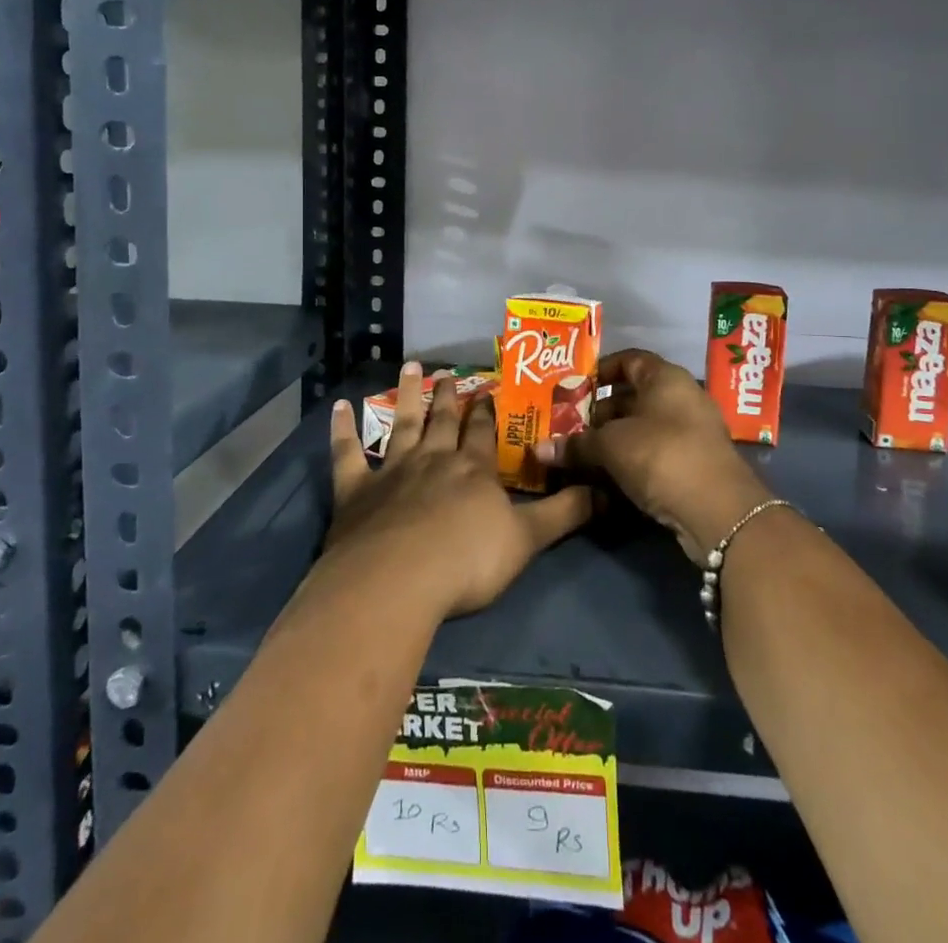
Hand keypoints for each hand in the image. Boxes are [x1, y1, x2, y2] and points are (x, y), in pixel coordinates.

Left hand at [322, 362, 593, 619]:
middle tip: (449, 373)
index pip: (483, 432)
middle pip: (443, 421)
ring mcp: (393, 470)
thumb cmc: (467, 562)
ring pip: (402, 423)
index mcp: (474, 469)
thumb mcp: (527, 540)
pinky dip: (342, 429)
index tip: (488, 390)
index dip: (487, 412)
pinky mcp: (356, 489)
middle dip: (449, 397)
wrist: (397, 580)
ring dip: (407, 395)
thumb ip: (565, 514)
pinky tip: (339, 406)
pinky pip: (347, 452)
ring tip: (412, 368)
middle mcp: (434, 459)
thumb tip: (608, 492)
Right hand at [538, 348, 772, 565]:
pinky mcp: (694, 465)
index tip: (573, 387)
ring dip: (613, 440)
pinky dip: (630, 460)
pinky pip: (654, 453)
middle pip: (634, 396)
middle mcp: (682, 398)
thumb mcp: (611, 446)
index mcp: (665, 378)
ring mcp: (692, 432)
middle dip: (600, 411)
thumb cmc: (661, 455)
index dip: (600, 370)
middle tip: (568, 426)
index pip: (629, 359)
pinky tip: (605, 477)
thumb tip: (539, 449)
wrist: (718, 511)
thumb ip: (576, 444)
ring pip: (643, 428)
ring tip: (579, 453)